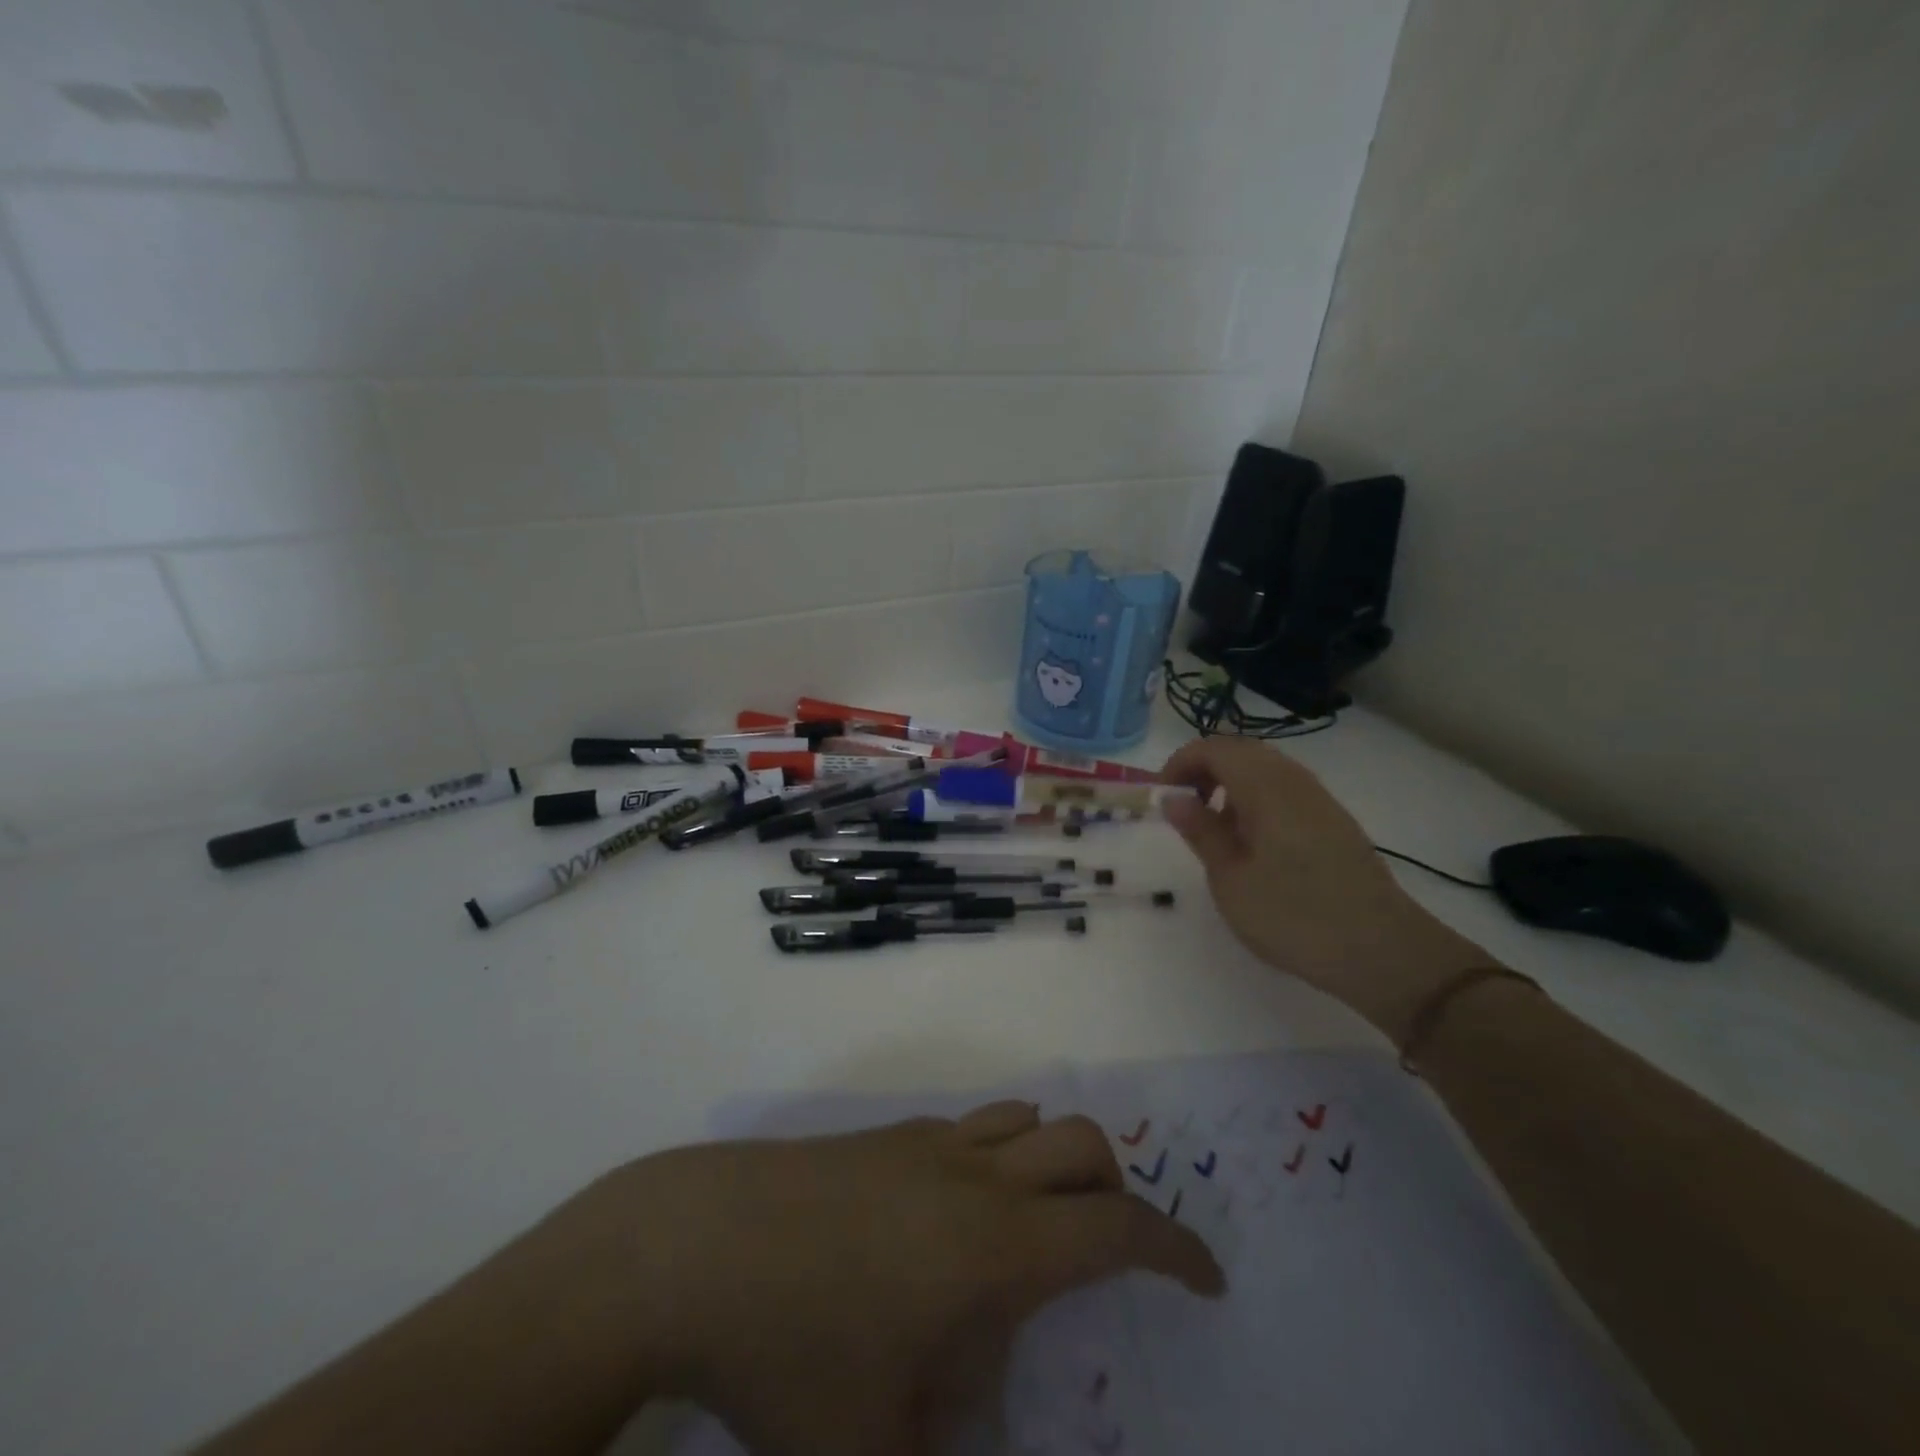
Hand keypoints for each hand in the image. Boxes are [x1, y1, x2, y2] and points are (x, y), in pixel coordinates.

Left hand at [539, 1105, 1223, 1453]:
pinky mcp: (884, 1136)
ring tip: (1035, 1231)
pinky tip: (951, 1225)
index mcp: (993, 1244)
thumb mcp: (870, 1451)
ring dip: (1054, 1161)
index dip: (1175, 1250)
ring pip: (1024, 1118)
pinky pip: (968, 1128)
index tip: (1208, 1279)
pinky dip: (996, 1158)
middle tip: (1108, 1255)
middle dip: (1117, 1191)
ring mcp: (925, 1143)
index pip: (1115, 1228)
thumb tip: (971, 1426)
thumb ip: (940, 1450)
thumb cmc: (789, 1353)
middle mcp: (973, 1174)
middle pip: (1081, 1143)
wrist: (692, 1244)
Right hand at [1161, 736, 1492, 1042]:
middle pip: (1241, 751)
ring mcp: (1319, 800)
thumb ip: (1201, 831)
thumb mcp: (1231, 879)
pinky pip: (1285, 790)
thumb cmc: (1294, 916)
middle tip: (1183, 809)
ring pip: (1265, 769)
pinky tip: (1253, 844)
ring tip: (1214, 829)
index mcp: (1266, 787)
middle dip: (1203, 770)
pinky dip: (1256, 800)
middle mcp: (1295, 781)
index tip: (1162, 799)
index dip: (1179, 764)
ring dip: (1230, 785)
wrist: (1382, 952)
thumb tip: (1173, 797)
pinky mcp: (1334, 822)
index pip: (1214, 748)